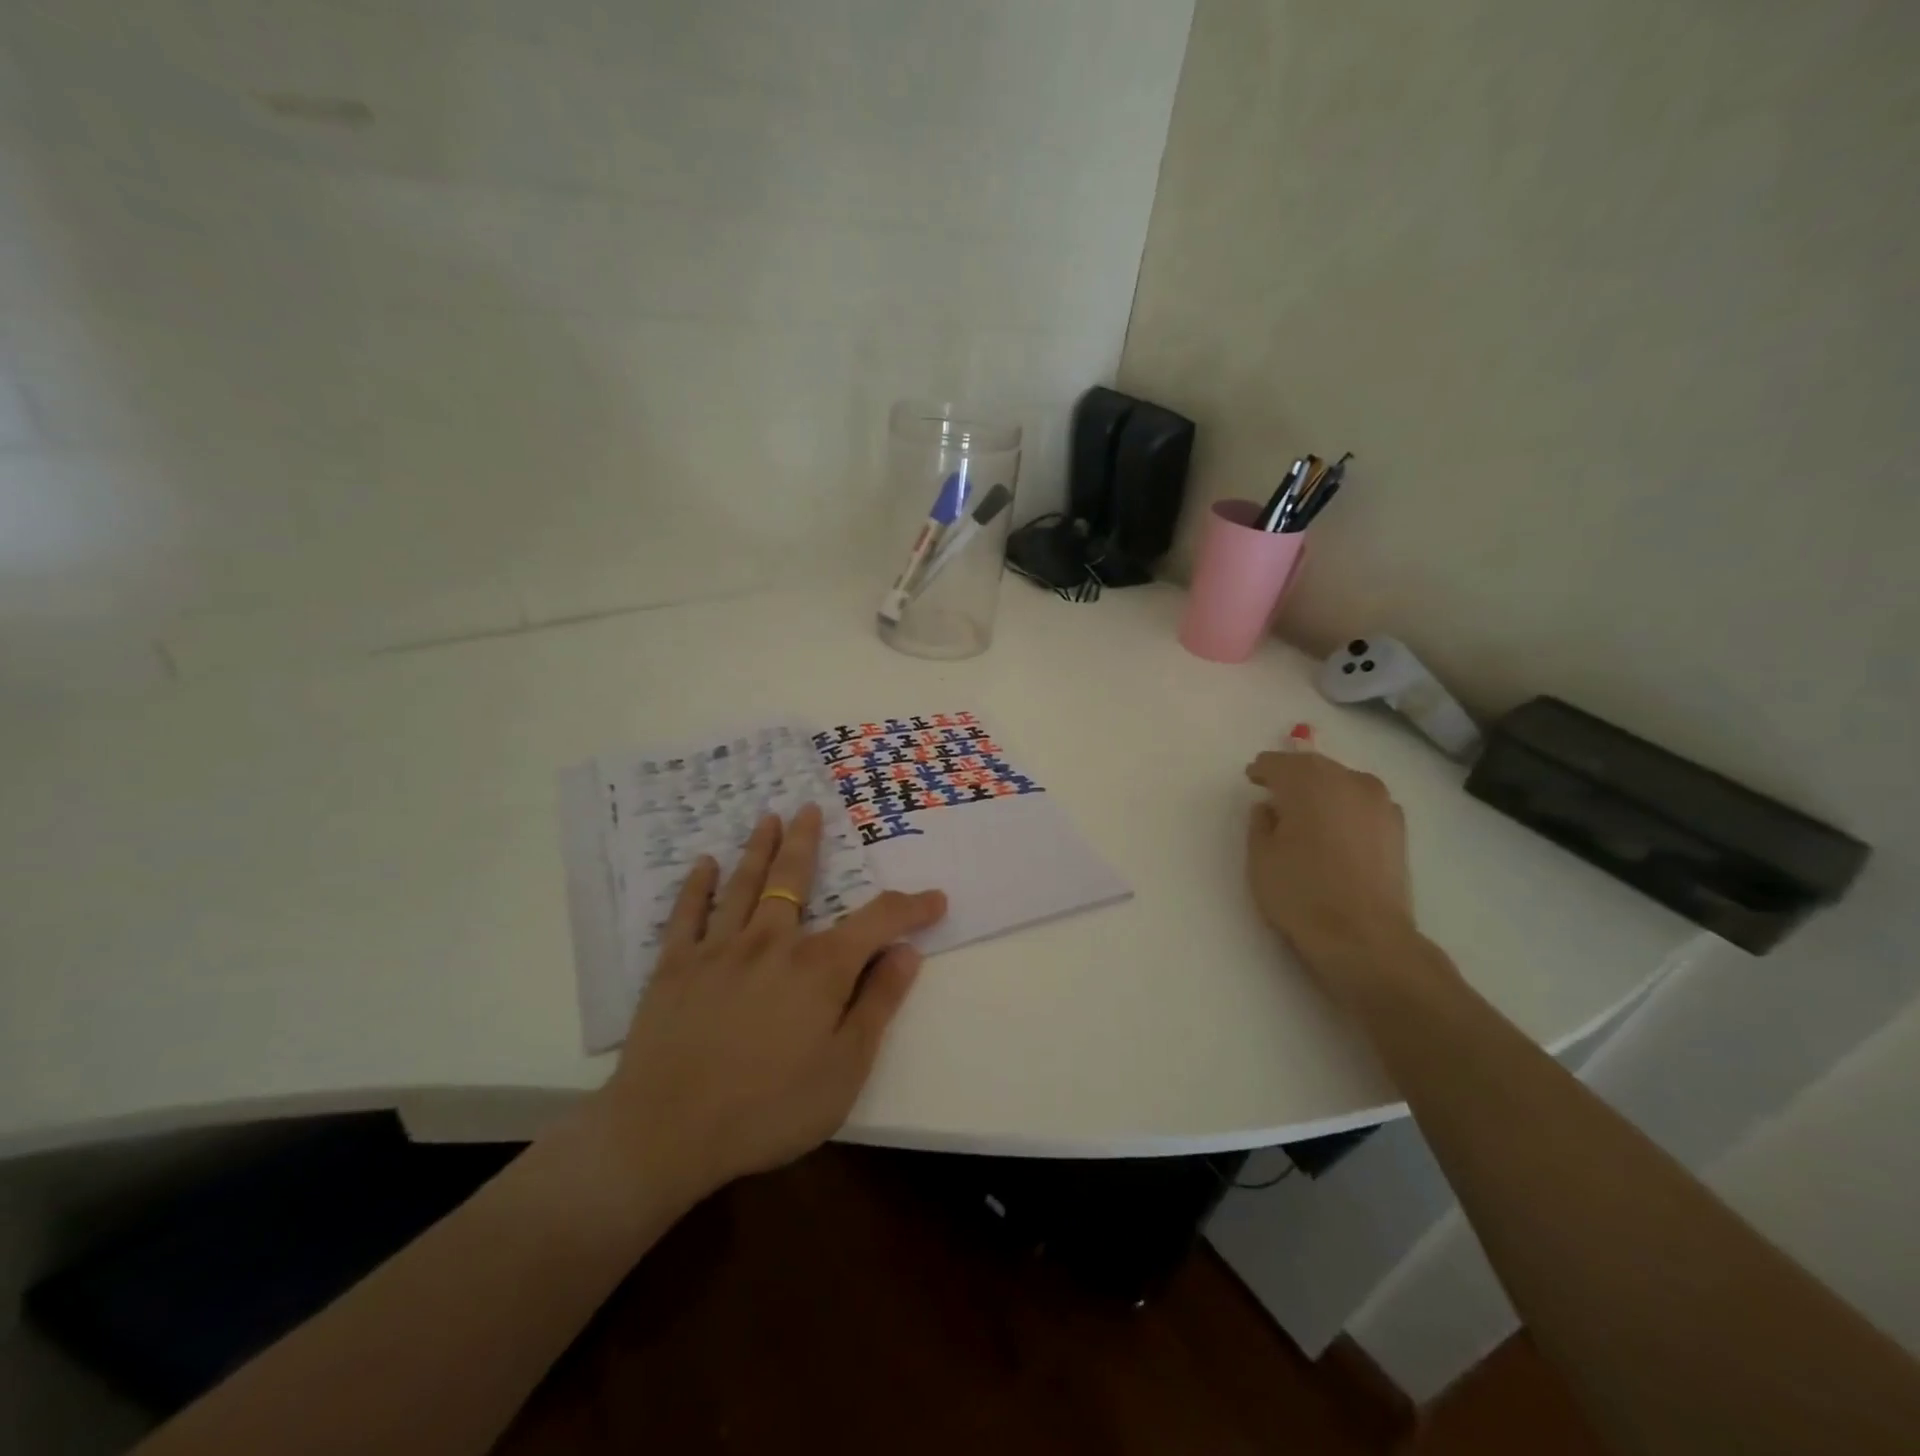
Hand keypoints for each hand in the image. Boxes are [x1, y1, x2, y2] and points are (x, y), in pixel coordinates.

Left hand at [592, 805, 946, 1204]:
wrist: (666, 1133)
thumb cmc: (768, 1108)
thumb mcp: (845, 1068)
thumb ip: (878, 1004)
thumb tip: (907, 953)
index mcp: (819, 967)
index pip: (878, 921)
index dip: (911, 907)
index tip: (935, 900)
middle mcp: (771, 941)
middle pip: (794, 878)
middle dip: (807, 841)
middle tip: (810, 808)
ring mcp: (718, 949)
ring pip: (744, 884)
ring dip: (759, 848)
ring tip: (769, 818)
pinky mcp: (674, 967)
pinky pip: (687, 914)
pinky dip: (697, 886)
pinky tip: (704, 865)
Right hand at [1244, 747, 1417, 1002]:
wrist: (1365, 938)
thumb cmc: (1301, 893)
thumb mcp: (1260, 857)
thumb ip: (1260, 823)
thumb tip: (1271, 808)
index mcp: (1309, 782)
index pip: (1279, 763)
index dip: (1262, 770)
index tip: (1252, 778)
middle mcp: (1348, 781)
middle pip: (1314, 767)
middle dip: (1293, 775)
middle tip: (1275, 790)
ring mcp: (1379, 803)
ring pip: (1342, 782)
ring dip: (1322, 789)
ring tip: (1306, 809)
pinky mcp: (1398, 827)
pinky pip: (1363, 803)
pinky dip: (1346, 807)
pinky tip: (1337, 827)